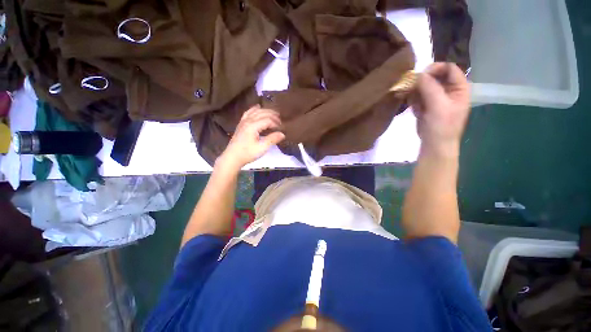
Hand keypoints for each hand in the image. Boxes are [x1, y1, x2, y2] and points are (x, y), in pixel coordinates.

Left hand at [217, 105, 284, 170]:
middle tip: (281, 120)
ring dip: (265, 111)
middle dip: (273, 115)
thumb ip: (272, 139)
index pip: (267, 120)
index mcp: (253, 126)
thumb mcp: (262, 148)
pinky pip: (248, 112)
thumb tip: (283, 134)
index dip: (276, 123)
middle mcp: (248, 121)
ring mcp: (243, 121)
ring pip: (255, 111)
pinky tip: (258, 107)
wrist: (232, 157)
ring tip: (274, 113)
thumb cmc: (247, 153)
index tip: (282, 128)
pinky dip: (254, 109)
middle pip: (262, 113)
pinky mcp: (241, 124)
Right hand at [411, 62, 469, 156]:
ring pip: (423, 86)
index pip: (448, 68)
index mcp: (459, 87)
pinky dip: (412, 100)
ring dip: (414, 92)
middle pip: (434, 76)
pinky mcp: (426, 105)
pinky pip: (417, 96)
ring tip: (411, 101)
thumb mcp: (438, 106)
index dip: (435, 69)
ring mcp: (436, 98)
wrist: (434, 144)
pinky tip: (413, 108)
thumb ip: (430, 88)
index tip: (420, 76)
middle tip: (410, 88)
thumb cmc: (442, 126)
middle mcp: (448, 90)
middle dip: (421, 82)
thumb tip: (417, 74)